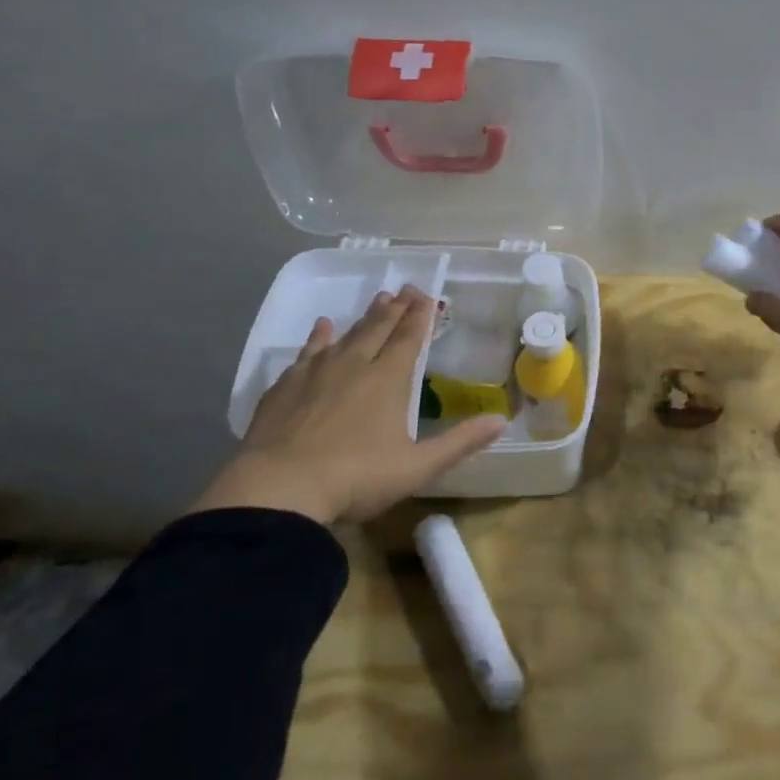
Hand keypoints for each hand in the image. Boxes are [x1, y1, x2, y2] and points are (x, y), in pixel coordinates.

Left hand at [189, 288, 504, 524]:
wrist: (278, 490)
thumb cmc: (355, 478)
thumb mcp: (417, 467)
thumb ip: (460, 442)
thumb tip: (502, 420)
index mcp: (388, 380)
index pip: (409, 338)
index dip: (420, 316)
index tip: (427, 296)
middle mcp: (354, 365)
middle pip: (378, 328)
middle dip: (395, 308)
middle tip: (405, 289)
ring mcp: (316, 373)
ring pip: (346, 335)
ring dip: (364, 317)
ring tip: (376, 300)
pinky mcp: (285, 386)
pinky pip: (307, 352)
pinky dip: (318, 337)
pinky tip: (321, 327)